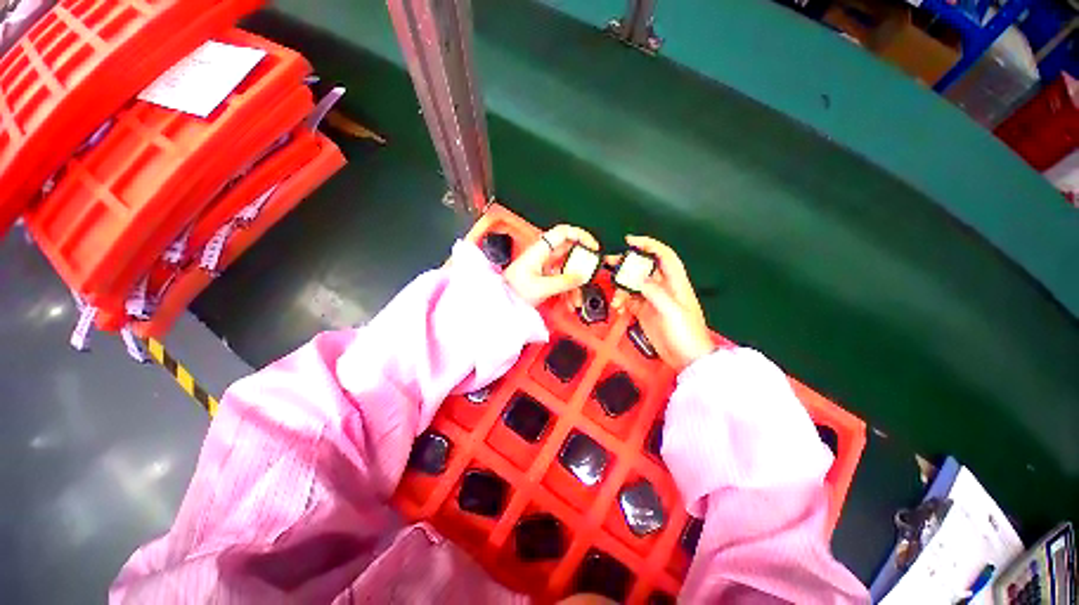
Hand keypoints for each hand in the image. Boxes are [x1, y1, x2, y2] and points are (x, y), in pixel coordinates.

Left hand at [504, 225, 599, 306]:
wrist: (501, 300)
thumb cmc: (512, 290)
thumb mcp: (541, 287)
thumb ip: (564, 281)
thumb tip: (581, 276)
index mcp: (540, 250)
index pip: (563, 232)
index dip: (580, 235)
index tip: (592, 246)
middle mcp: (543, 255)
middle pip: (569, 252)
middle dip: (581, 265)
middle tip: (588, 274)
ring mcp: (545, 266)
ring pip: (567, 268)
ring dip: (575, 282)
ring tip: (575, 298)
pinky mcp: (545, 276)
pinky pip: (562, 278)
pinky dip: (568, 289)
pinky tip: (569, 300)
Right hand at [613, 235, 715, 371]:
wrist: (686, 358)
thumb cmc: (686, 334)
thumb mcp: (672, 311)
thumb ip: (656, 293)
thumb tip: (640, 279)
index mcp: (676, 283)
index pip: (664, 256)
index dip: (649, 245)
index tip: (630, 241)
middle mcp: (663, 288)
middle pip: (643, 269)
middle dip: (627, 265)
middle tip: (609, 264)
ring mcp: (653, 300)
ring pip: (633, 286)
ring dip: (621, 290)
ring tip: (616, 301)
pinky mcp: (645, 312)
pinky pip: (629, 301)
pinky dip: (622, 303)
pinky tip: (619, 309)